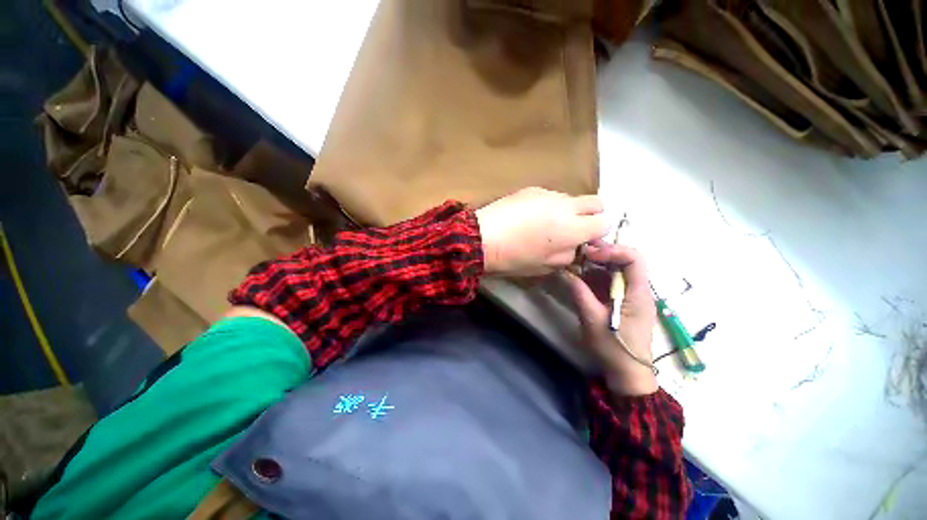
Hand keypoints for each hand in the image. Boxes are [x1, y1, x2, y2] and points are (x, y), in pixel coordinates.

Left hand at [475, 187, 607, 275]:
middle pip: (596, 202)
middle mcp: (565, 206)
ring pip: (571, 198)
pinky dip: (548, 204)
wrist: (482, 237)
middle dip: (591, 215)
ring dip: (567, 210)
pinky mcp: (531, 188)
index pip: (604, 222)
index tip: (584, 240)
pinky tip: (529, 216)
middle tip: (573, 228)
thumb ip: (567, 255)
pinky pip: (550, 195)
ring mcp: (548, 194)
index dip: (597, 232)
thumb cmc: (513, 257)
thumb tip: (574, 247)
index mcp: (572, 228)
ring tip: (545, 223)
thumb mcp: (544, 265)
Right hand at [565, 244, 658, 395]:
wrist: (627, 373)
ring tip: (577, 262)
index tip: (590, 254)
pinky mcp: (622, 302)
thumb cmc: (614, 348)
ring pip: (617, 270)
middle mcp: (638, 290)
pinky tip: (581, 277)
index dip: (612, 251)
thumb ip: (580, 294)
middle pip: (626, 260)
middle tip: (581, 251)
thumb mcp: (593, 320)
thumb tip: (566, 273)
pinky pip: (610, 282)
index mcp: (638, 293)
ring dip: (597, 264)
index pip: (634, 259)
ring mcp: (630, 296)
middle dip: (603, 253)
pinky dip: (595, 276)